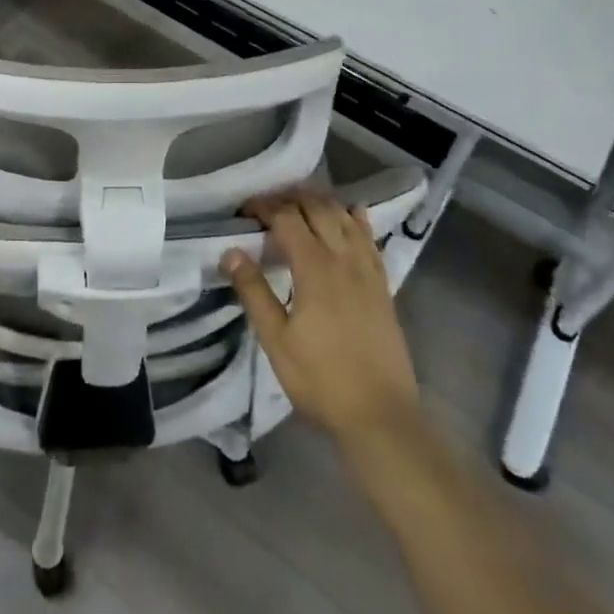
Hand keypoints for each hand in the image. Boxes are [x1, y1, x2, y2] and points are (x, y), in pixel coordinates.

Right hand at [221, 191, 419, 450]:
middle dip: (291, 198)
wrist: (381, 415)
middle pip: (318, 209)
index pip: (287, 219)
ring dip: (322, 202)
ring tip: (300, 201)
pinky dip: (358, 219)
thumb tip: (230, 251)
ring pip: (346, 218)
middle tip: (267, 204)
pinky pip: (371, 240)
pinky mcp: (383, 286)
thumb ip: (253, 291)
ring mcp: (368, 271)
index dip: (264, 207)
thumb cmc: (321, 379)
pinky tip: (353, 212)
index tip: (244, 210)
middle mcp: (344, 259)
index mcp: (315, 269)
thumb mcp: (275, 340)